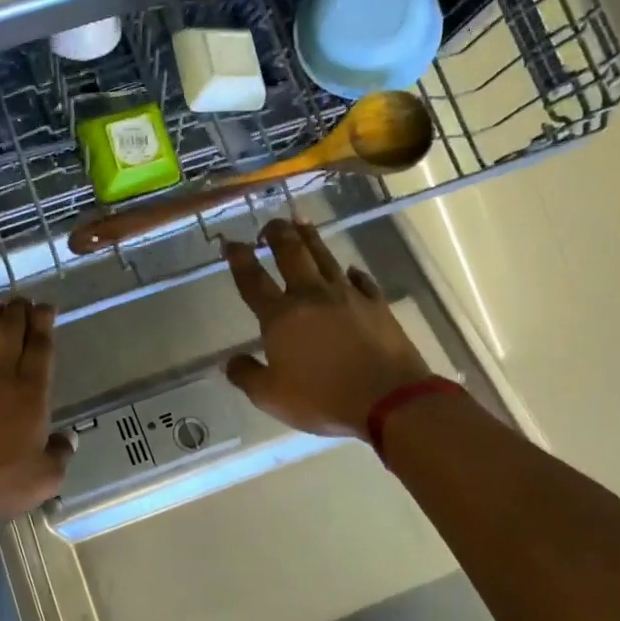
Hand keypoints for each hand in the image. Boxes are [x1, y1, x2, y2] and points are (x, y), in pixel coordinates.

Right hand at [223, 220, 433, 437]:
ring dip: (310, 237)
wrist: (388, 398)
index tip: (230, 242)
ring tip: (301, 222)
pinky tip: (349, 270)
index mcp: (280, 316)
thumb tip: (231, 361)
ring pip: (324, 257)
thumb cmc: (322, 397)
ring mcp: (347, 296)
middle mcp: (311, 296)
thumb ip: (246, 375)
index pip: (253, 280)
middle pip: (291, 254)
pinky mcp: (376, 304)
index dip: (239, 259)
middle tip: (270, 224)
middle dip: (277, 233)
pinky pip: (361, 280)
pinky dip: (351, 273)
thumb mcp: (271, 396)